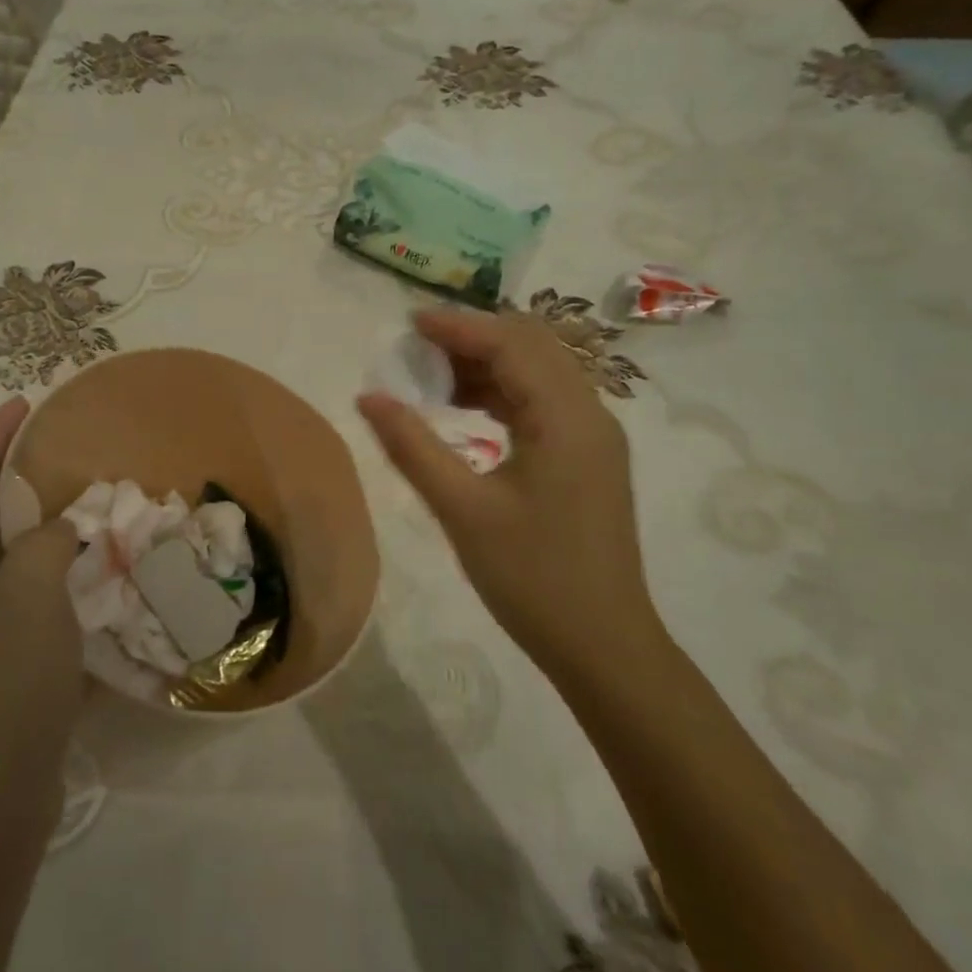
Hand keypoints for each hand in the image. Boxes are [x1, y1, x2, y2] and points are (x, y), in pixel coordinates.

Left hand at [0, 396, 82, 855]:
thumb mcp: (26, 601)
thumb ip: (42, 544)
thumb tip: (57, 528)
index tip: (26, 404)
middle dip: (8, 473)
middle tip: (58, 445)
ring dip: (30, 522)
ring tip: (75, 497)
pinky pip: (13, 595)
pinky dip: (42, 570)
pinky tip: (80, 569)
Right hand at [357, 309, 664, 683]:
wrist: (604, 646)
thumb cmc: (533, 579)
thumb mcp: (463, 510)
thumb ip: (412, 447)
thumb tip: (368, 398)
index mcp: (567, 418)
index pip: (511, 344)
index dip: (458, 327)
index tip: (408, 324)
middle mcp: (589, 414)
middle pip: (531, 347)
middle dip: (472, 339)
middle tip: (417, 351)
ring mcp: (593, 437)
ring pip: (539, 373)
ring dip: (487, 366)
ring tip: (431, 380)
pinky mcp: (588, 458)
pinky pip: (543, 403)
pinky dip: (502, 394)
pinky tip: (464, 411)